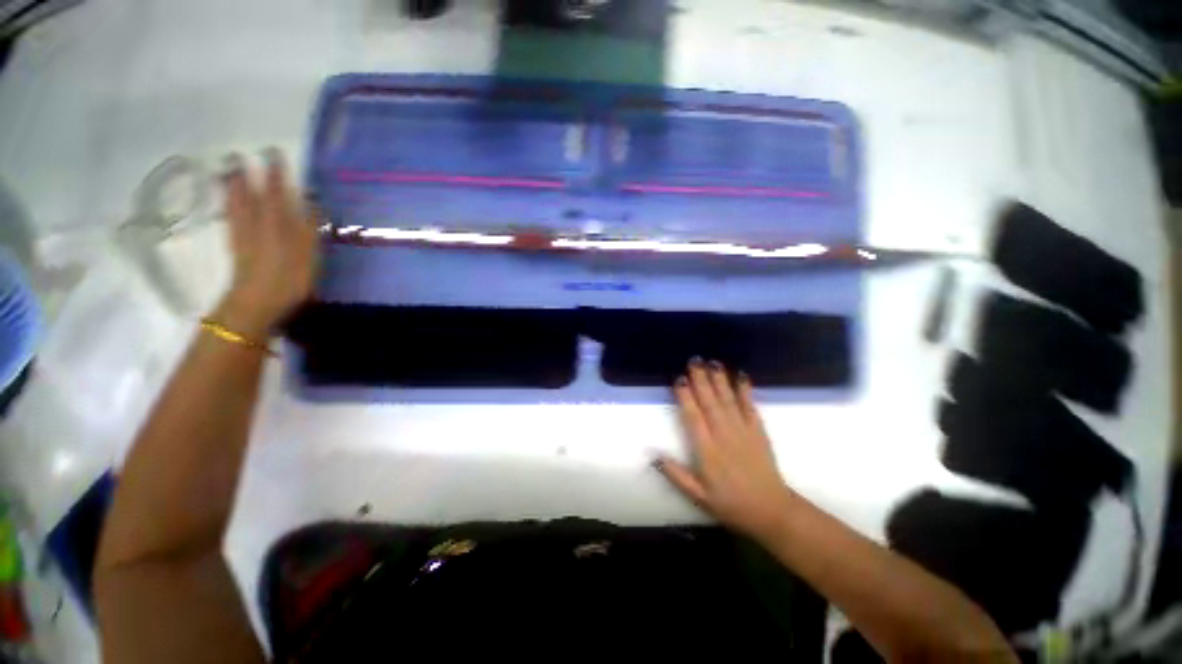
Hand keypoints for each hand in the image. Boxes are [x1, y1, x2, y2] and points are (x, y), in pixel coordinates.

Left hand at [218, 150, 318, 335]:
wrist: (258, 302)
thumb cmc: (290, 278)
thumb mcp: (309, 253)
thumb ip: (310, 225)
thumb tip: (311, 200)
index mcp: (279, 223)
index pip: (278, 192)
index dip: (276, 173)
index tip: (272, 152)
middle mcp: (258, 223)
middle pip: (250, 194)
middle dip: (245, 175)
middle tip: (235, 156)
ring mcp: (243, 234)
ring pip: (236, 205)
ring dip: (231, 187)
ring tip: (225, 172)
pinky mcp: (236, 247)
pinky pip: (230, 219)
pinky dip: (227, 206)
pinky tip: (226, 203)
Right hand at [655, 359, 797, 540]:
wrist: (771, 511)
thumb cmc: (730, 503)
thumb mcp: (698, 496)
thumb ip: (676, 475)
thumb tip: (653, 456)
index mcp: (707, 451)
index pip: (693, 417)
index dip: (685, 397)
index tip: (679, 379)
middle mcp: (724, 436)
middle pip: (710, 403)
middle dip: (701, 380)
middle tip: (694, 360)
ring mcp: (743, 432)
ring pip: (728, 401)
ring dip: (720, 380)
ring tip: (713, 362)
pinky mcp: (758, 432)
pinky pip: (750, 407)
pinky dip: (746, 391)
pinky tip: (741, 376)